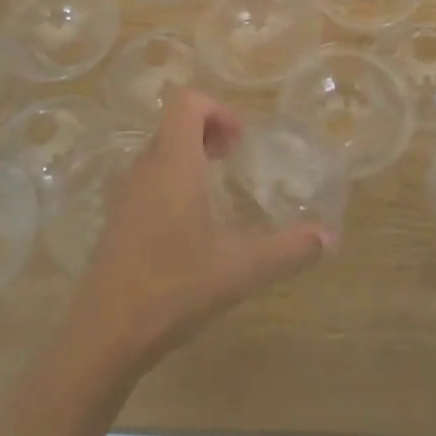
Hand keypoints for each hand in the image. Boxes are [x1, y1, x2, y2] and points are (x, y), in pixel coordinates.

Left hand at [67, 90, 330, 373]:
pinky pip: (148, 178)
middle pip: (174, 124)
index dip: (217, 109)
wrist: (105, 334)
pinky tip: (191, 225)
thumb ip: (288, 249)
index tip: (240, 142)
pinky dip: (173, 180)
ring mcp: (126, 193)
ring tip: (217, 189)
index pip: (185, 101)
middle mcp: (146, 167)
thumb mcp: (241, 269)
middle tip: (235, 159)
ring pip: (160, 151)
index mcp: (173, 163)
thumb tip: (330, 237)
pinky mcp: (117, 218)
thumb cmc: (174, 287)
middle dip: (208, 131)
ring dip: (191, 156)